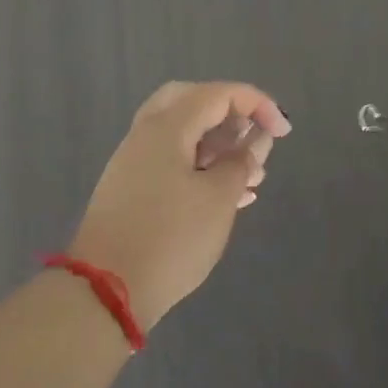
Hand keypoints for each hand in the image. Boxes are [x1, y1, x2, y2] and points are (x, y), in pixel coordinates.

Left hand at [70, 81, 290, 330]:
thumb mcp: (218, 199)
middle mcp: (146, 135)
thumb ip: (241, 162)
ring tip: (252, 176)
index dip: (257, 105)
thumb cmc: (170, 238)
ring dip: (219, 145)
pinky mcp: (131, 190)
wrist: (105, 293)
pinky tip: (229, 196)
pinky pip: (173, 162)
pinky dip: (202, 167)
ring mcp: (134, 163)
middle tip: (253, 137)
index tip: (282, 132)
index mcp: (167, 126)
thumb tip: (253, 142)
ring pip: (183, 134)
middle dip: (230, 114)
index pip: (219, 94)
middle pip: (193, 102)